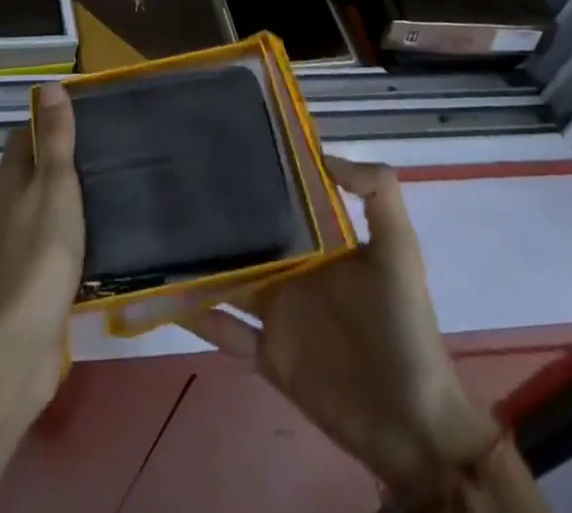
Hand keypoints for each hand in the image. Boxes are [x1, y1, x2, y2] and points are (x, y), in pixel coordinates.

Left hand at [0, 82, 85, 408]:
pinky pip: (48, 244)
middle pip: (30, 172)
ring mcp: (14, 246)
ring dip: (65, 200)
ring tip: (107, 193)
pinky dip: (68, 235)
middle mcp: (6, 207)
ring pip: (40, 208)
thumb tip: (48, 85)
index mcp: (10, 180)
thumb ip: (55, 138)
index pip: (23, 137)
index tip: (83, 121)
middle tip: (104, 155)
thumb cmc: (41, 250)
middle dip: (59, 162)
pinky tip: (94, 241)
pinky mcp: (27, 280)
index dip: (47, 125)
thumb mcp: (55, 183)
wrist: (21, 339)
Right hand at [186, 158, 498, 498]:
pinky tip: (163, 295)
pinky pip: (224, 330)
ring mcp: (278, 313)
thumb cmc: (404, 328)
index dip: (256, 175)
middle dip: (215, 214)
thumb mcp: (399, 250)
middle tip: (170, 183)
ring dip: (197, 261)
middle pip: (247, 236)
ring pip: (227, 278)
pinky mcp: (268, 355)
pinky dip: (196, 315)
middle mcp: (293, 270)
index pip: (281, 200)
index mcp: (319, 243)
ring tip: (157, 232)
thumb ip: (376, 192)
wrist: (414, 427)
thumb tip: (320, 153)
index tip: (218, 145)